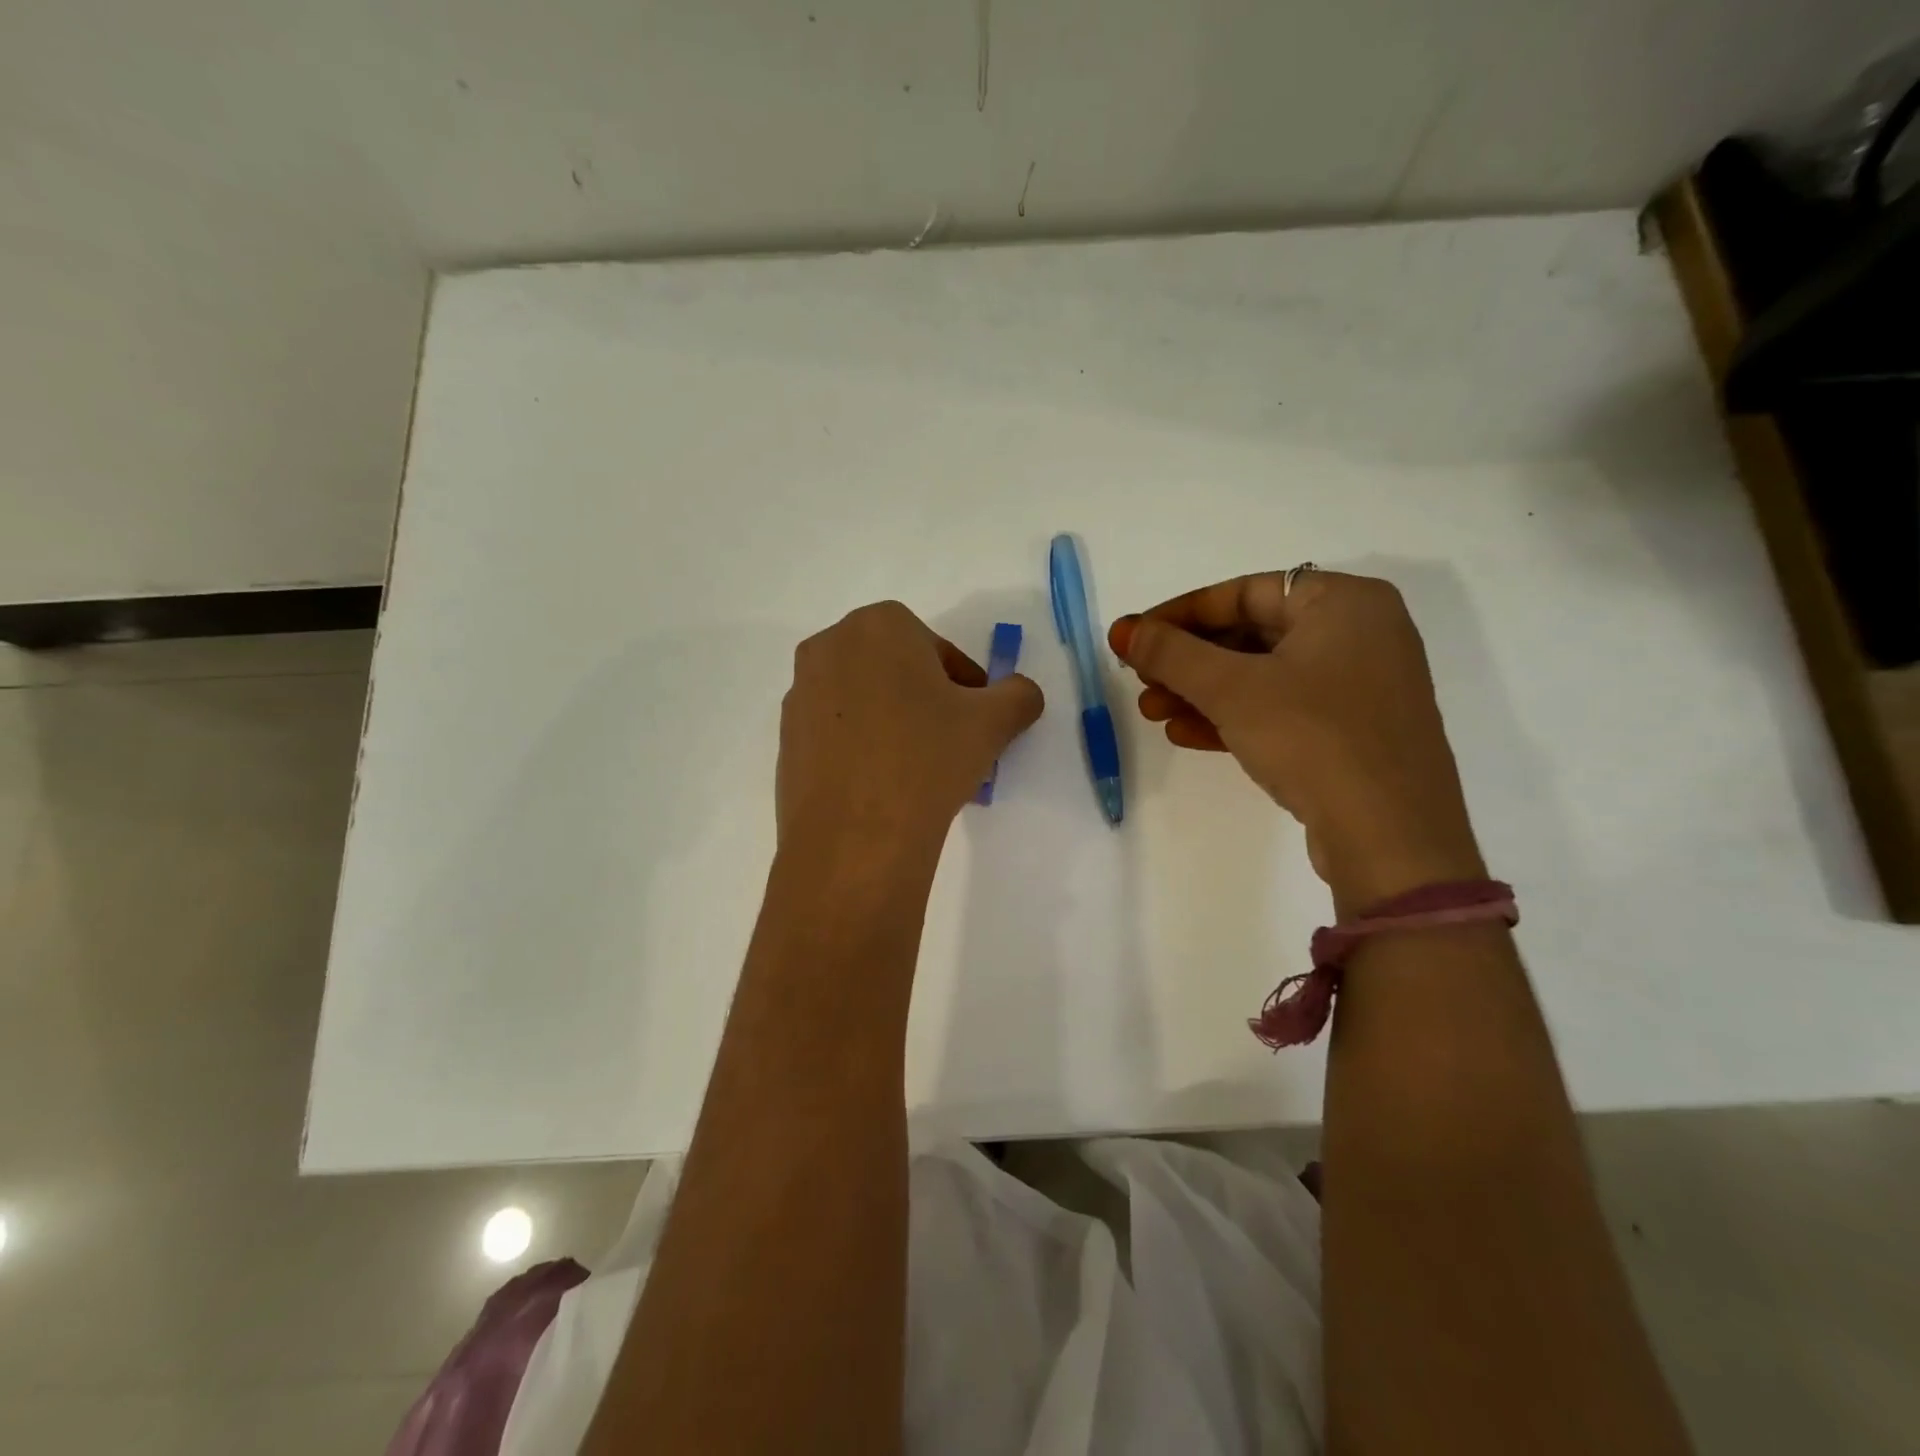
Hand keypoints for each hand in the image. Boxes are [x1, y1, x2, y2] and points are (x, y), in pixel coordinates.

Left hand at [778, 601, 1043, 857]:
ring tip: (916, 769)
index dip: (966, 686)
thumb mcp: (993, 723)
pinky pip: (837, 731)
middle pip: (897, 670)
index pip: (938, 650)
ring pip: (865, 699)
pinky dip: (862, 746)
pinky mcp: (785, 738)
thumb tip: (1021, 695)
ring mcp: (800, 693)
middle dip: (927, 700)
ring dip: (893, 722)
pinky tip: (880, 785)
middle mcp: (830, 646)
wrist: (854, 835)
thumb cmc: (926, 759)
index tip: (976, 721)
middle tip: (950, 743)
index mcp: (879, 625)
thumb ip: (1019, 695)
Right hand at [1110, 571, 1483, 912]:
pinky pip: (1282, 711)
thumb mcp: (1232, 689)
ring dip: (1201, 693)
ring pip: (1262, 677)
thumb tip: (1121, 629)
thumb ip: (1171, 653)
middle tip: (1140, 680)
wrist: (1390, 839)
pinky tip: (1185, 735)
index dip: (1180, 614)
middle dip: (1187, 661)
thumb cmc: (1313, 738)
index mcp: (1344, 602)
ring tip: (1151, 712)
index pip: (1244, 593)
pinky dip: (1234, 718)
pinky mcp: (1352, 733)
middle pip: (1251, 635)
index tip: (1134, 637)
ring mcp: (1359, 687)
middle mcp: (1359, 634)